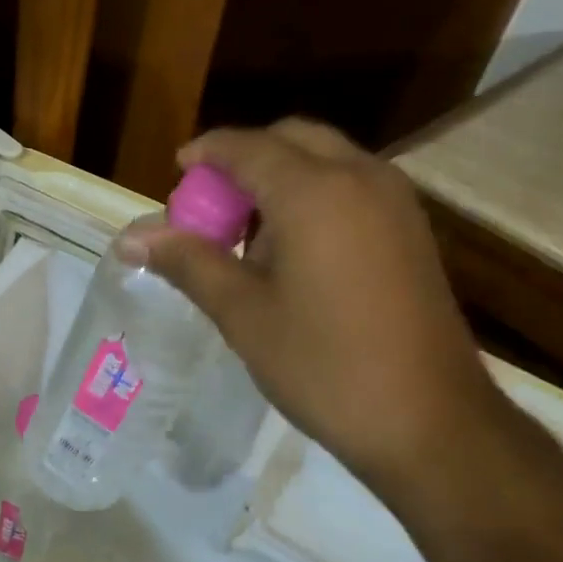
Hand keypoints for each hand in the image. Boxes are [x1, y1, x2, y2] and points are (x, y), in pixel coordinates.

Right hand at [124, 119, 512, 501]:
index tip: (176, 173)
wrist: (432, 424)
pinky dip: (315, 193)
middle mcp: (360, 177)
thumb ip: (187, 261)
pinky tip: (296, 249)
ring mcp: (395, 201)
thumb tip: (130, 237)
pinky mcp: (412, 229)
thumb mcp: (243, 313)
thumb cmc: (325, 365)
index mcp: (313, 190)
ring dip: (282, 175)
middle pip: (291, 138)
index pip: (245, 146)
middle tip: (212, 205)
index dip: (205, 153)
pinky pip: (353, 185)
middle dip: (245, 159)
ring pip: (326, 158)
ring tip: (249, 232)